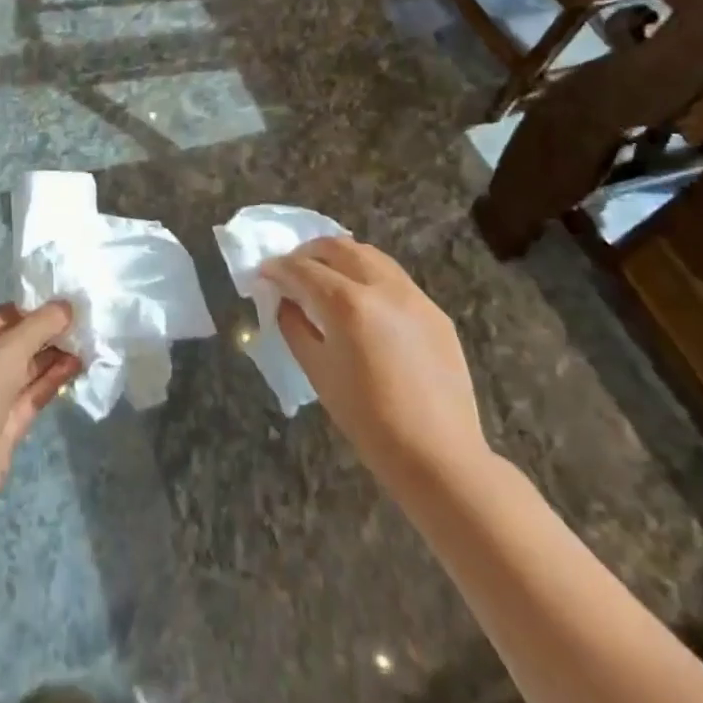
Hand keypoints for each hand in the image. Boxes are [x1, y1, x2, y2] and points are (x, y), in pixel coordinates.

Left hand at [0, 303, 81, 479]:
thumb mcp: (9, 348)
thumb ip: (40, 324)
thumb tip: (67, 304)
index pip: (1, 317)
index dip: (33, 310)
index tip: (65, 306)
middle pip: (14, 343)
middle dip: (46, 335)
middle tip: (81, 326)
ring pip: (25, 370)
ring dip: (53, 357)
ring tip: (86, 344)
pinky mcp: (4, 423)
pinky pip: (30, 393)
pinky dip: (51, 380)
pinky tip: (76, 366)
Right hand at [262, 236, 491, 494]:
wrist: (438, 455)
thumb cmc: (367, 418)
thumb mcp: (317, 370)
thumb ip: (294, 325)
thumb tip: (284, 300)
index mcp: (347, 304)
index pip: (302, 269)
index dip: (278, 268)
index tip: (264, 273)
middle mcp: (382, 288)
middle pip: (338, 247)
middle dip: (309, 252)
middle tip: (293, 269)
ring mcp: (414, 296)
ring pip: (370, 255)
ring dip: (341, 257)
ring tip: (326, 277)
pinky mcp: (435, 311)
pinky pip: (394, 279)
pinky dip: (369, 277)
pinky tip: (362, 303)